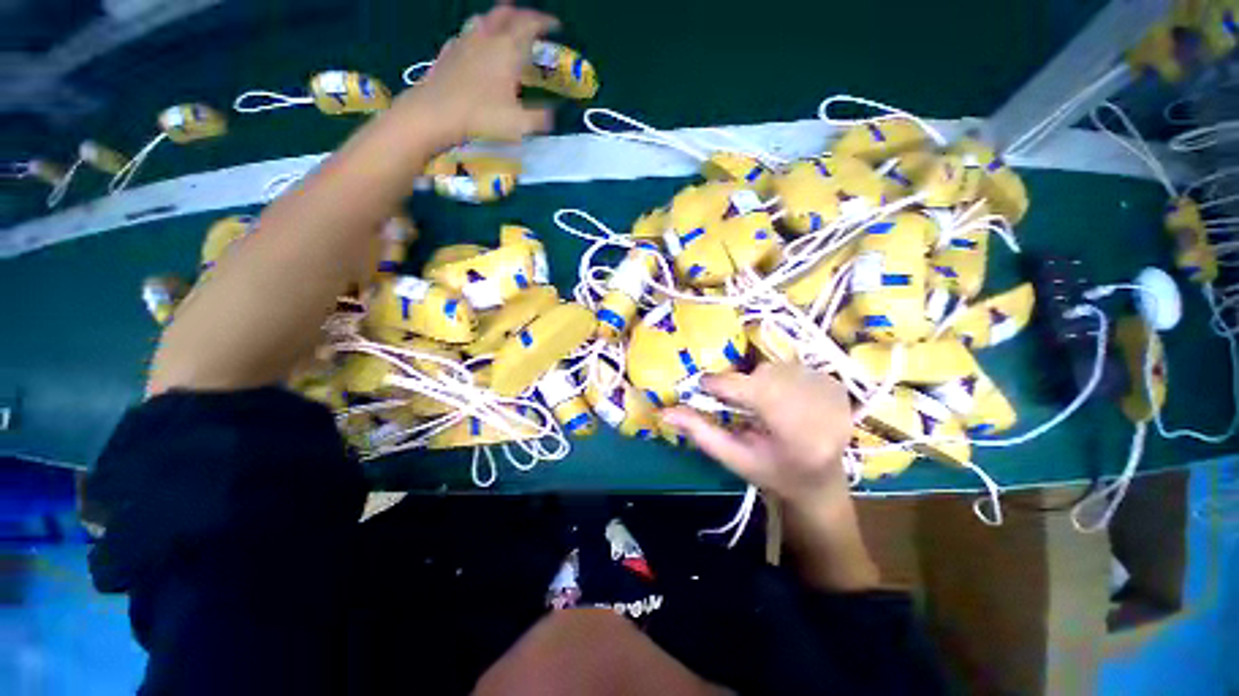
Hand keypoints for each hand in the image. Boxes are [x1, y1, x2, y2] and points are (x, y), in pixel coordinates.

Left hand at [401, 4, 558, 143]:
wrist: (436, 113)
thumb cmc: (482, 116)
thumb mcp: (519, 123)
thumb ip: (540, 117)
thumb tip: (552, 114)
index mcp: (508, 49)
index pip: (530, 24)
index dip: (545, 22)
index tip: (555, 26)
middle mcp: (487, 37)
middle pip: (506, 13)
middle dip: (522, 14)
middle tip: (532, 24)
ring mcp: (465, 41)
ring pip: (484, 19)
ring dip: (497, 20)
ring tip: (504, 30)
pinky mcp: (449, 51)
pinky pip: (465, 35)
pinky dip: (477, 36)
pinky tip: (477, 48)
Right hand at [663, 364, 853, 504]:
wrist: (820, 482)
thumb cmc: (772, 474)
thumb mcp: (733, 458)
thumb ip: (700, 433)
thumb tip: (665, 411)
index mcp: (796, 436)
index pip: (754, 392)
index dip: (723, 384)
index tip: (705, 385)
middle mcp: (821, 410)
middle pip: (765, 376)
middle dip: (743, 384)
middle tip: (736, 402)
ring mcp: (834, 395)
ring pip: (777, 367)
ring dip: (760, 380)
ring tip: (762, 404)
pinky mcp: (836, 385)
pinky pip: (793, 366)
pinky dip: (779, 378)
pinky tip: (782, 400)